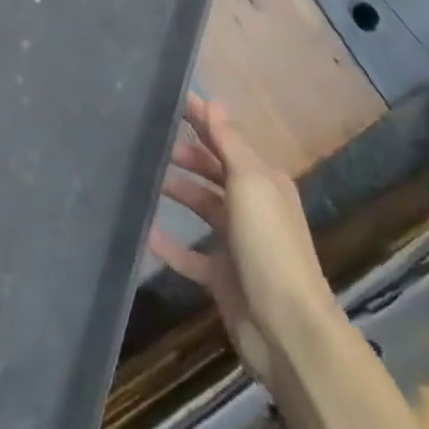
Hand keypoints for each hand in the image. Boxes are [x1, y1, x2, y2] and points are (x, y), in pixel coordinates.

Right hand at [150, 95, 339, 382]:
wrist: (287, 330)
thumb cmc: (269, 246)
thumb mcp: (251, 184)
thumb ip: (229, 144)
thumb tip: (215, 102)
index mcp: (263, 182)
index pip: (226, 139)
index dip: (201, 118)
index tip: (168, 98)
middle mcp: (252, 208)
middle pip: (213, 171)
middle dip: (185, 154)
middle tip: (147, 141)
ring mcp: (237, 244)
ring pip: (200, 206)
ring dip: (175, 191)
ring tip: (140, 178)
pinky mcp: (221, 276)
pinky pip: (188, 253)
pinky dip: (167, 242)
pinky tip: (143, 231)